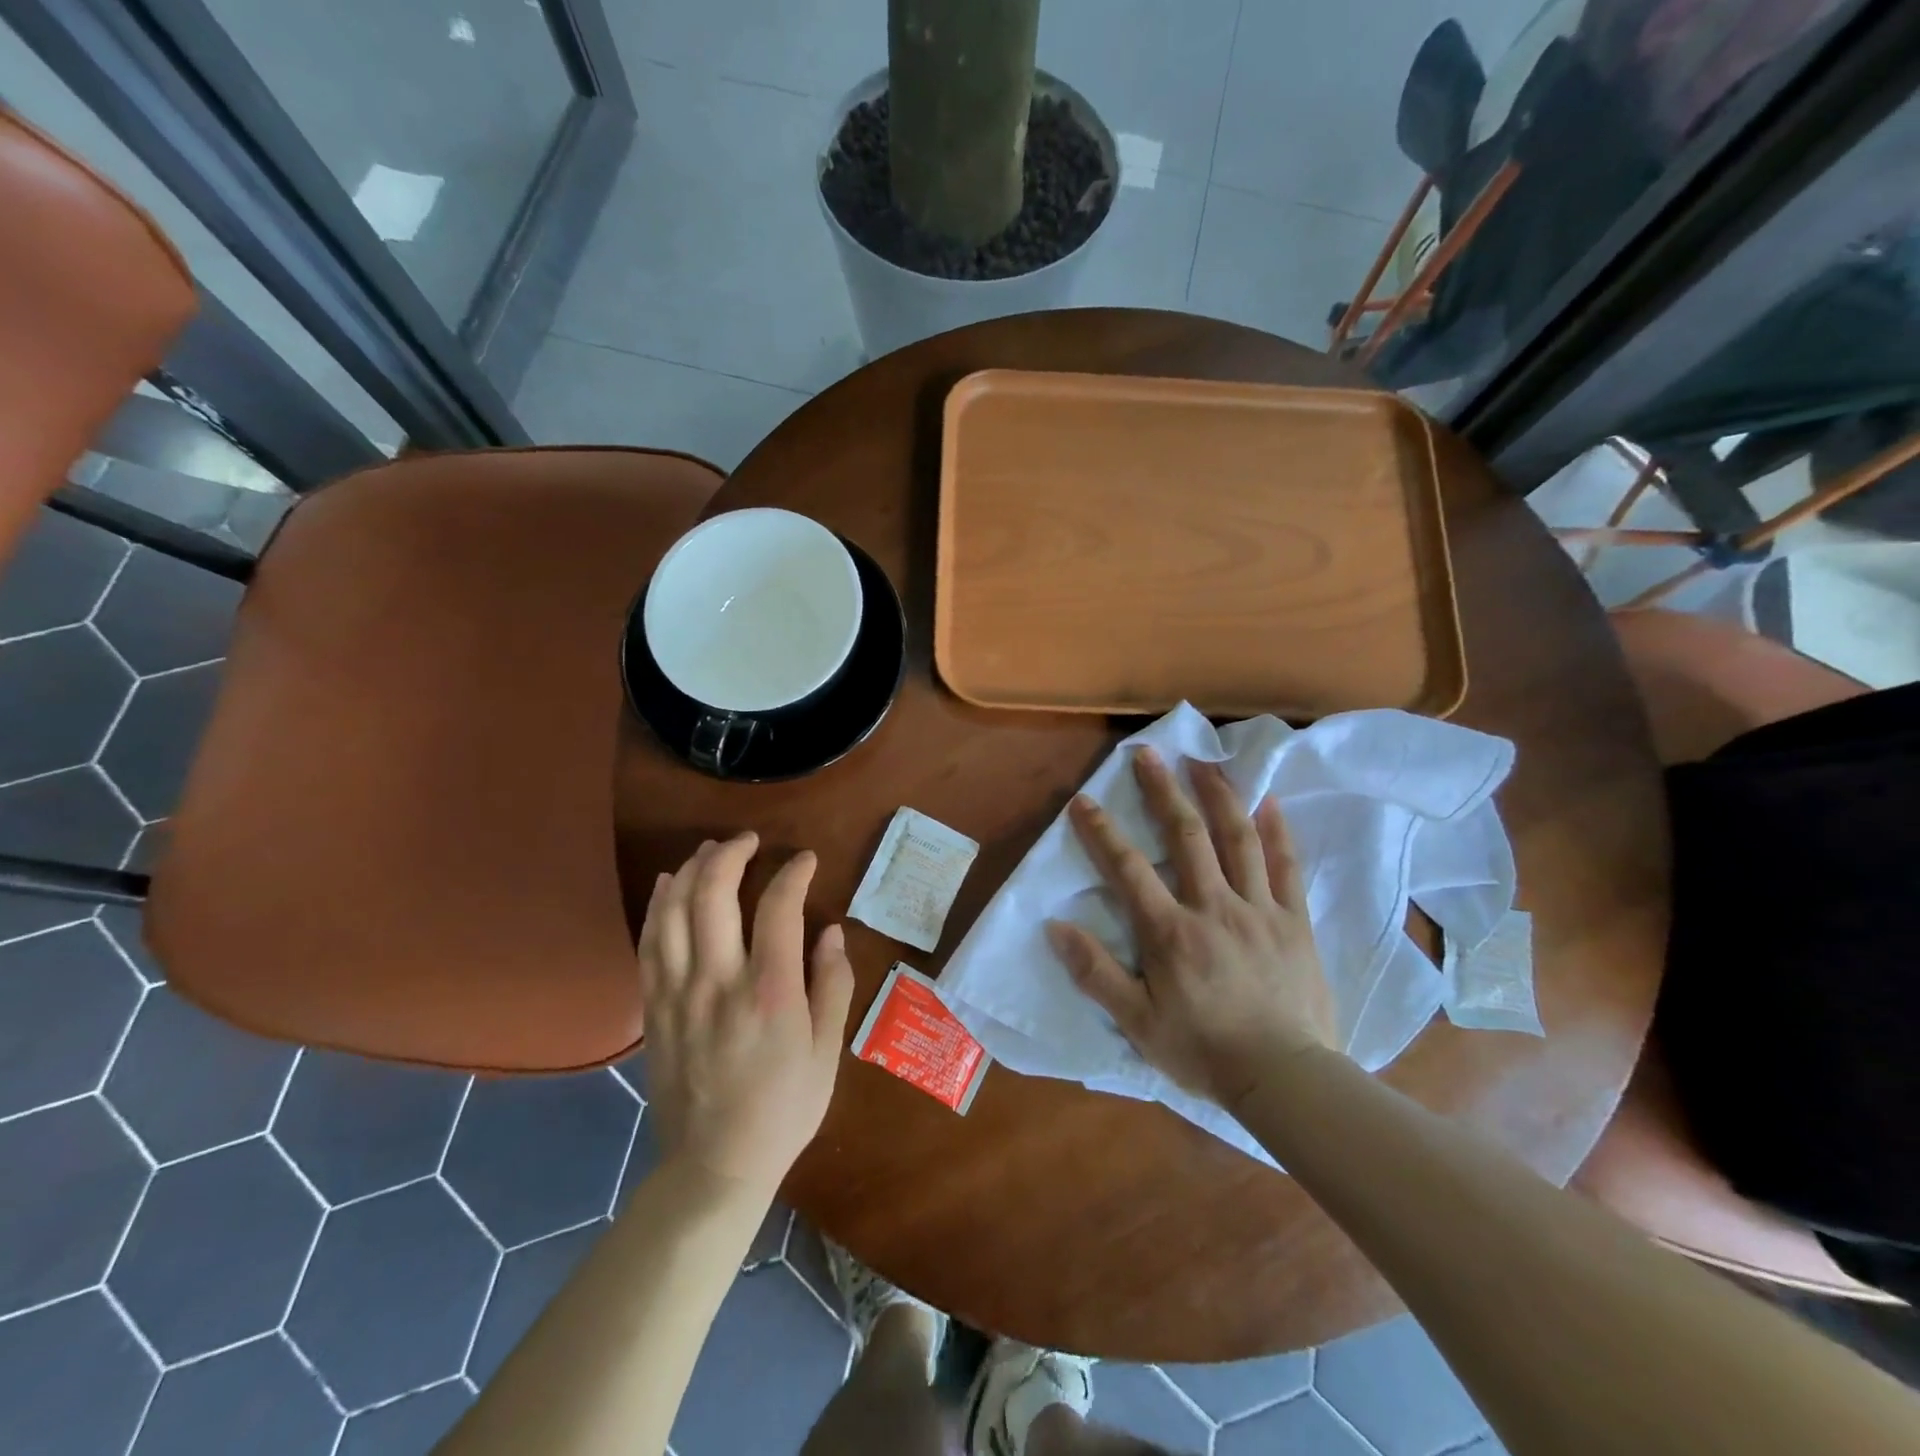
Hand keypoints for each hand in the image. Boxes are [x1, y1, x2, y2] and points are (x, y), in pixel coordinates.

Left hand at [637, 834, 855, 1195]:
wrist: (715, 1165)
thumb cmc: (784, 1108)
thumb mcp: (827, 1051)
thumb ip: (833, 983)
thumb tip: (830, 930)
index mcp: (771, 992)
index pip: (779, 907)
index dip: (793, 872)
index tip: (805, 860)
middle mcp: (720, 982)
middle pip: (714, 894)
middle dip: (732, 854)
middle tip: (750, 840)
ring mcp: (679, 994)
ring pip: (674, 911)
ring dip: (692, 870)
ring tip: (712, 850)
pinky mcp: (654, 1008)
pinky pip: (650, 942)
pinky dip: (659, 905)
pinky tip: (670, 884)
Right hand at [1047, 748, 1337, 1109]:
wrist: (1286, 1079)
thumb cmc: (1203, 1051)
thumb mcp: (1137, 1022)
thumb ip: (1095, 973)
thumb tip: (1055, 927)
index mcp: (1171, 931)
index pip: (1128, 869)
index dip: (1101, 831)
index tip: (1083, 800)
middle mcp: (1213, 906)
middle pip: (1186, 836)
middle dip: (1163, 790)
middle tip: (1148, 753)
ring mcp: (1259, 909)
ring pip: (1238, 839)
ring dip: (1218, 795)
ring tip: (1204, 760)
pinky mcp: (1295, 921)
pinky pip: (1287, 867)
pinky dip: (1278, 831)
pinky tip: (1269, 801)